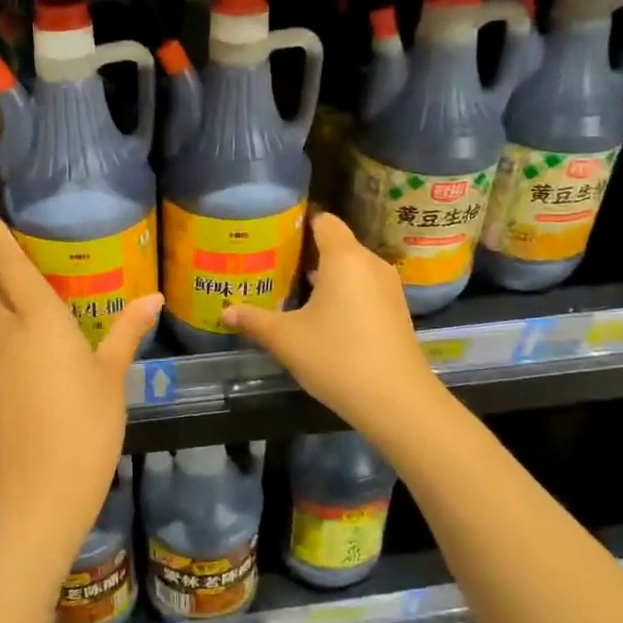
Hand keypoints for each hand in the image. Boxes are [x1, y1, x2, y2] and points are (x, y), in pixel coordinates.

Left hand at [0, 210, 160, 537]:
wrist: (40, 490)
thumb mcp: (112, 377)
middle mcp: (7, 335)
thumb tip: (152, 298)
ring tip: (20, 303)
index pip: (10, 267)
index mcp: (39, 321)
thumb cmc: (86, 425)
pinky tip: (21, 351)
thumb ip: (127, 333)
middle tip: (17, 267)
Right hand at [222, 212, 437, 425]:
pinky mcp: (397, 312)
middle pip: (338, 244)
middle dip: (307, 251)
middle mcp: (370, 264)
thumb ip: (254, 320)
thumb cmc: (337, 358)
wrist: (397, 401)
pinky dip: (345, 293)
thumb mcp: (286, 340)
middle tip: (274, 264)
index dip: (300, 222)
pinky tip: (324, 316)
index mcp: (344, 258)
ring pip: (353, 268)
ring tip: (294, 289)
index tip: (274, 233)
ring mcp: (388, 288)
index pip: (324, 221)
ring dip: (327, 275)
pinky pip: (365, 288)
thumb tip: (225, 311)